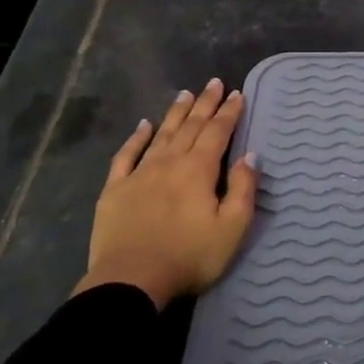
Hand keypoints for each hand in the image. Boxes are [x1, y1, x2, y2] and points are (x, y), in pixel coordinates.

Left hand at [74, 78, 257, 309]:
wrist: (131, 281)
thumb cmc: (189, 256)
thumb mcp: (232, 228)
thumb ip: (243, 189)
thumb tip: (249, 156)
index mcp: (198, 170)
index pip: (218, 132)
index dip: (229, 112)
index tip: (237, 94)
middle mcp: (169, 163)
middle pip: (191, 127)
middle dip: (205, 104)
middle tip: (214, 83)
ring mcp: (139, 174)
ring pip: (161, 135)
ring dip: (176, 114)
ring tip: (185, 94)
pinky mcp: (114, 190)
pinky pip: (126, 156)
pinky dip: (136, 138)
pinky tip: (143, 126)